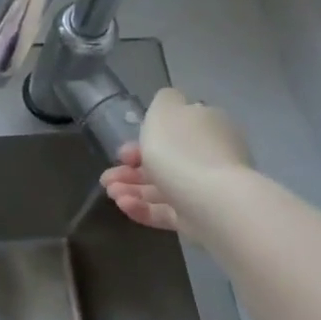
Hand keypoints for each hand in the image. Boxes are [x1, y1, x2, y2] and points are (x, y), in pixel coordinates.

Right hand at [99, 87, 252, 232]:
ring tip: (111, 194)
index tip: (121, 152)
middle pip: (165, 160)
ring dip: (131, 188)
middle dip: (130, 169)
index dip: (143, 139)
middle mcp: (210, 155)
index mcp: (206, 126)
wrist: (213, 202)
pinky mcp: (200, 217)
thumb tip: (168, 102)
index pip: (174, 130)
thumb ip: (163, 101)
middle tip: (107, 178)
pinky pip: (167, 211)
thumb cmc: (182, 150)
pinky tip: (123, 205)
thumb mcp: (165, 110)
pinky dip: (143, 208)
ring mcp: (206, 189)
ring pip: (162, 187)